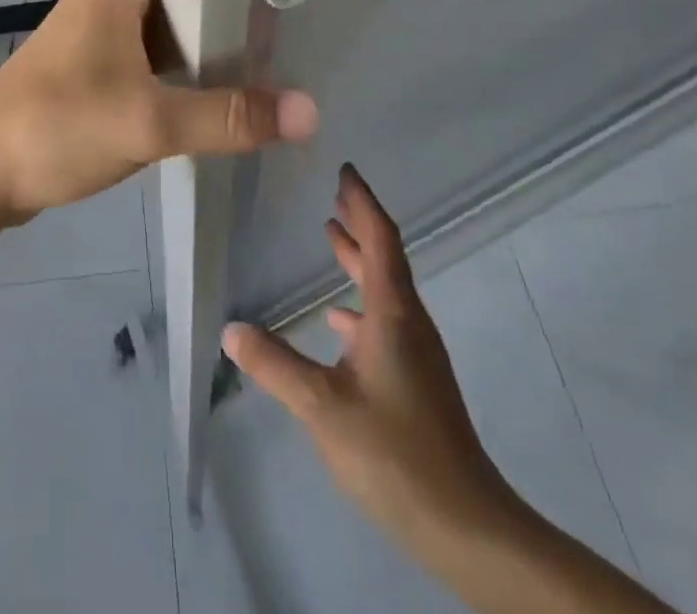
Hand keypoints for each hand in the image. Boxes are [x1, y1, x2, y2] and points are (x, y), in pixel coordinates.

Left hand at [0, 0, 318, 224]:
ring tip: (269, 60)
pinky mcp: (93, 70)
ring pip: (169, 28)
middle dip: (232, 12)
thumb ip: (228, 117)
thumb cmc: (56, 128)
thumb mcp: (148, 124)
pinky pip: (151, 58)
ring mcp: (99, 35)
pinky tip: (218, 92)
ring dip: (208, 46)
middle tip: (289, 31)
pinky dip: (183, 71)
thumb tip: (309, 111)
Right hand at [223, 165, 515, 555]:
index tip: (345, 170)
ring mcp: (416, 352)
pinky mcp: (415, 380)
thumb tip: (230, 329)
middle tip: (334, 192)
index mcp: (393, 313)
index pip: (380, 239)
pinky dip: (361, 304)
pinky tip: (338, 322)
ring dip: (359, 260)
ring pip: (385, 289)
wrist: (465, 526)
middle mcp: (408, 322)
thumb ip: (275, 365)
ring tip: (331, 237)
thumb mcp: (322, 406)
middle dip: (360, 223)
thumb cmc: (396, 452)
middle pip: (384, 257)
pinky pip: (385, 321)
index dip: (363, 202)